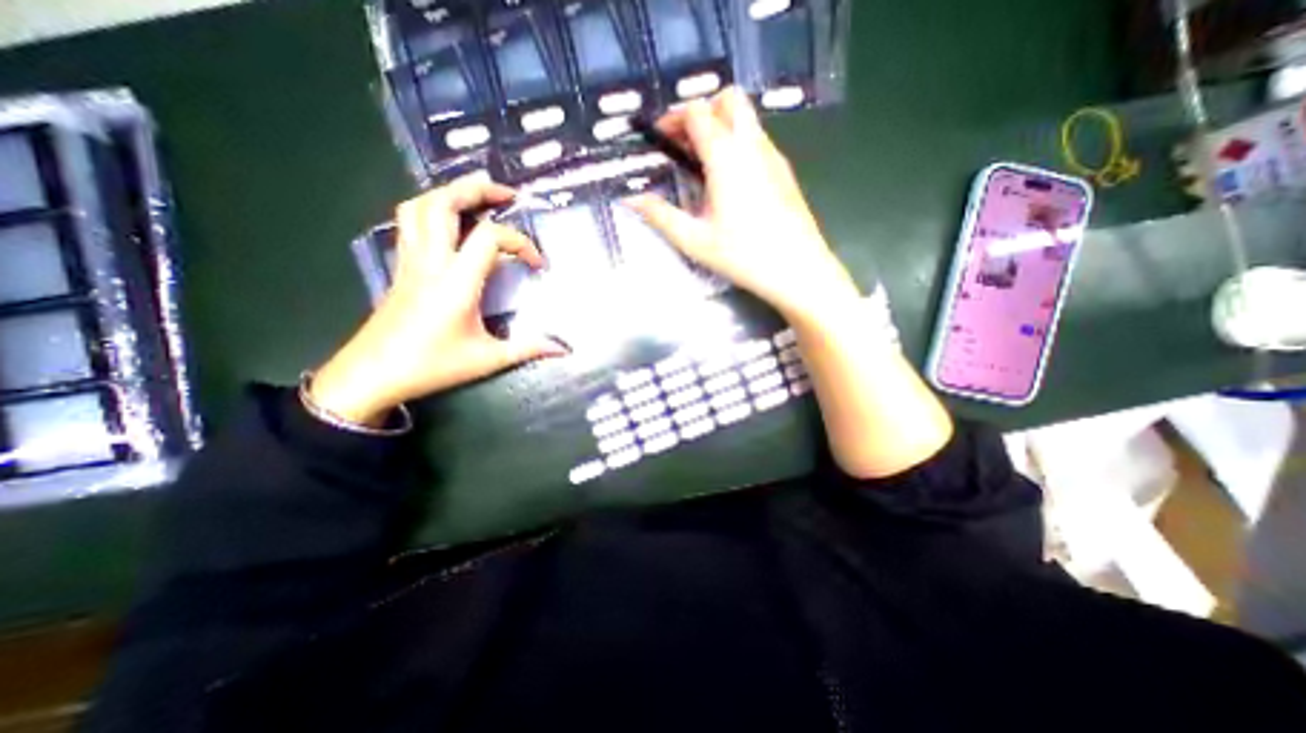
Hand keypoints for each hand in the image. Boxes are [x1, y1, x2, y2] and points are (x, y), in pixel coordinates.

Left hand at [310, 173, 572, 426]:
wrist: (372, 374)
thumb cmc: (432, 365)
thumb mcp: (487, 360)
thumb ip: (528, 349)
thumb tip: (563, 349)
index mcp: (455, 282)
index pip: (489, 238)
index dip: (520, 243)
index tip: (538, 264)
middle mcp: (430, 262)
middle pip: (442, 204)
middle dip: (475, 190)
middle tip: (505, 193)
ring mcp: (410, 261)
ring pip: (419, 208)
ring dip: (448, 193)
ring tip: (476, 195)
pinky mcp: (401, 268)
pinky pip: (410, 224)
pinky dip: (431, 210)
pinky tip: (449, 222)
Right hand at [626, 87, 864, 326]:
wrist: (798, 268)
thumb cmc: (742, 254)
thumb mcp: (694, 240)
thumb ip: (660, 216)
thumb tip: (632, 200)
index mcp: (726, 156)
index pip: (697, 112)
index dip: (674, 118)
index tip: (660, 138)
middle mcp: (752, 145)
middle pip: (729, 100)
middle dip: (702, 111)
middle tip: (685, 144)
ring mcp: (773, 156)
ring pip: (746, 120)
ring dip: (721, 128)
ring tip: (703, 166)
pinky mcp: (785, 172)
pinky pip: (758, 141)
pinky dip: (738, 144)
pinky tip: (730, 182)